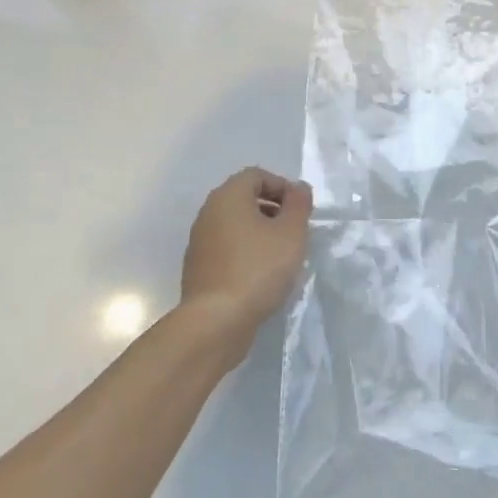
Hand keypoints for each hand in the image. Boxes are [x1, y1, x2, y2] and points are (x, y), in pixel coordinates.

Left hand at [178, 168, 313, 355]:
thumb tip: (298, 188)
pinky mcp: (198, 268)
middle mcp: (209, 212)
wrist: (216, 321)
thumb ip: (299, 204)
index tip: (300, 210)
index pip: (257, 175)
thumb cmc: (258, 268)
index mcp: (228, 196)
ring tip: (281, 256)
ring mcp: (200, 241)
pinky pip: (227, 248)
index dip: (282, 187)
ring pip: (235, 225)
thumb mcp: (291, 233)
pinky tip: (261, 276)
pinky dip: (245, 252)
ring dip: (259, 233)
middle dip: (273, 210)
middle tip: (293, 232)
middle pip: (244, 198)